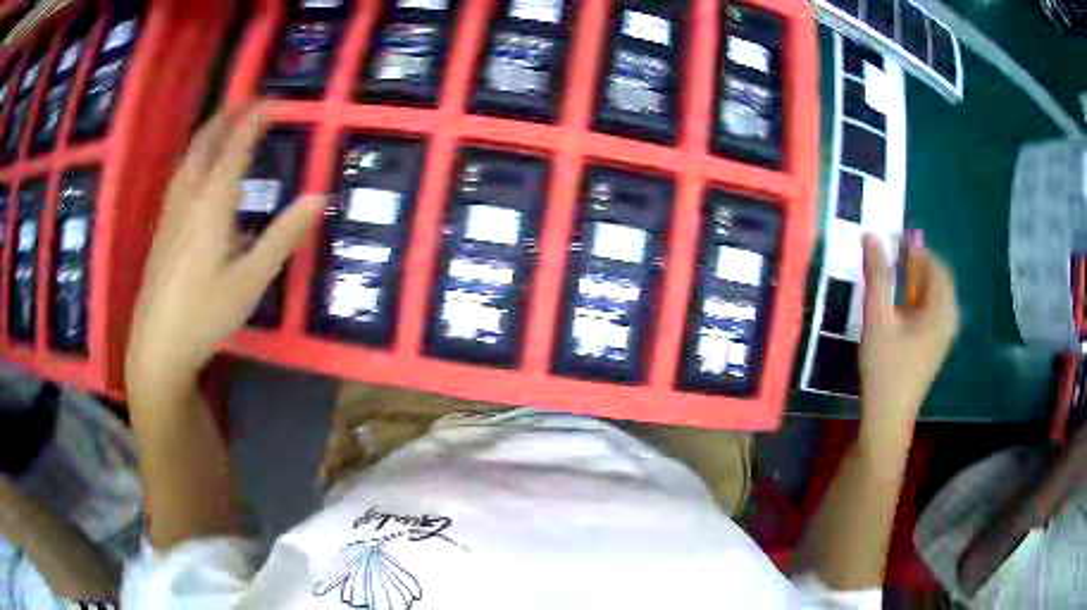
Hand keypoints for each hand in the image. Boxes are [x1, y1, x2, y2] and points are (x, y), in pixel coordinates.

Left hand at [126, 107, 321, 399]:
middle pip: (204, 146)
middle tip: (245, 102)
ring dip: (206, 137)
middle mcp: (188, 200)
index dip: (252, 123)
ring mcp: (171, 215)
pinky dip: (193, 161)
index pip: (234, 150)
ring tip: (221, 127)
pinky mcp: (162, 231)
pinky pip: (179, 179)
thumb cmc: (205, 314)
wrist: (157, 345)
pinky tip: (196, 174)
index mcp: (212, 205)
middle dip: (225, 119)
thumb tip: (319, 197)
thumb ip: (283, 236)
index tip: (269, 102)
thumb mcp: (251, 280)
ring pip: (187, 161)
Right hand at [858, 234, 957, 439]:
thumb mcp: (877, 317)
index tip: (890, 241)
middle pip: (937, 277)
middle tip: (889, 258)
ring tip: (892, 280)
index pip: (934, 263)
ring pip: (935, 294)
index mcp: (942, 309)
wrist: (888, 417)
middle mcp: (949, 318)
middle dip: (915, 263)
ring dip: (916, 281)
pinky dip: (918, 299)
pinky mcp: (936, 346)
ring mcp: (944, 334)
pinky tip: (900, 308)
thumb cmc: (885, 367)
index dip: (914, 248)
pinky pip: (932, 310)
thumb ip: (877, 275)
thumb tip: (872, 236)